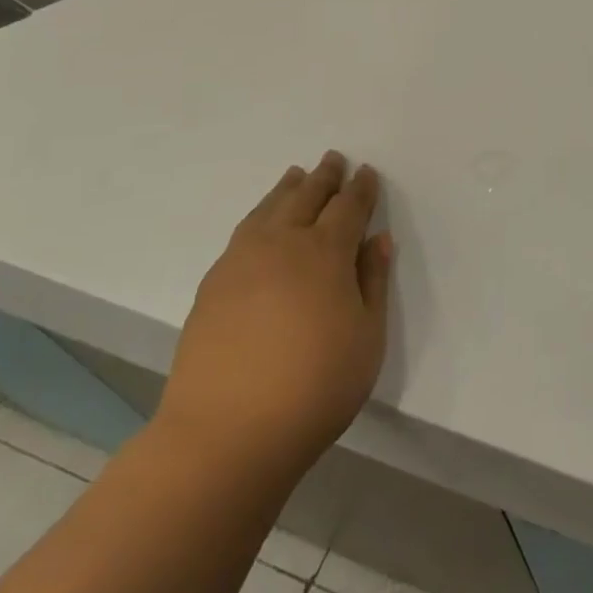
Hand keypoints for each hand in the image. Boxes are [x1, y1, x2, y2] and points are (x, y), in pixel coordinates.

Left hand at [158, 151, 393, 473]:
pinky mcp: (213, 284)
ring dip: (288, 189)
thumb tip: (378, 239)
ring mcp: (241, 262)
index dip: (361, 189)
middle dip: (325, 177)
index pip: (348, 208)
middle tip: (334, 158)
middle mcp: (282, 245)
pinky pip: (243, 231)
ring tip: (297, 175)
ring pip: (269, 209)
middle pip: (307, 198)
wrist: (225, 433)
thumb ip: (373, 282)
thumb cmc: (314, 387)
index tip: (367, 173)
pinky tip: (262, 221)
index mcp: (325, 254)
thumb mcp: (367, 338)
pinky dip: (260, 213)